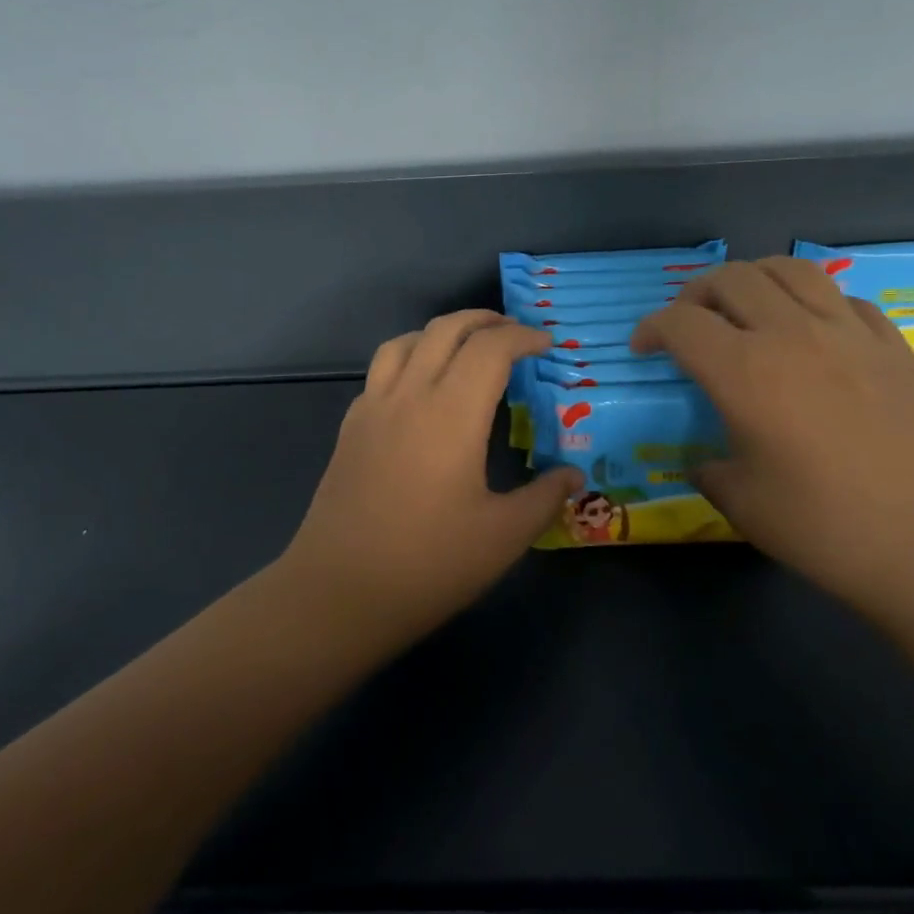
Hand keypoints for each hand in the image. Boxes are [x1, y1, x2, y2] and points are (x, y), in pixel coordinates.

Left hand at [279, 311, 581, 642]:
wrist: (339, 592)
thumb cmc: (429, 563)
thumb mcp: (503, 536)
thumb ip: (544, 497)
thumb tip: (574, 474)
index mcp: (452, 413)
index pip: (491, 348)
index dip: (523, 337)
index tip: (547, 345)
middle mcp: (410, 395)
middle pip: (446, 330)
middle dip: (485, 320)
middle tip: (515, 333)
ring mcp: (373, 408)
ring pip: (406, 341)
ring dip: (442, 332)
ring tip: (468, 348)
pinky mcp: (350, 427)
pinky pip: (382, 369)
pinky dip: (410, 357)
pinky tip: (421, 388)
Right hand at [631, 258, 913, 612]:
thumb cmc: (828, 529)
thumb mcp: (743, 504)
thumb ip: (710, 469)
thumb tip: (704, 460)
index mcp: (745, 372)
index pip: (681, 322)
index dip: (652, 328)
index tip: (645, 349)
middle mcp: (792, 334)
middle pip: (731, 279)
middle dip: (696, 294)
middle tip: (690, 324)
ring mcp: (849, 333)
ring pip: (789, 270)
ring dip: (753, 279)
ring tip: (746, 307)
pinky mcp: (893, 345)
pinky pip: (843, 298)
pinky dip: (812, 302)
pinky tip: (813, 331)